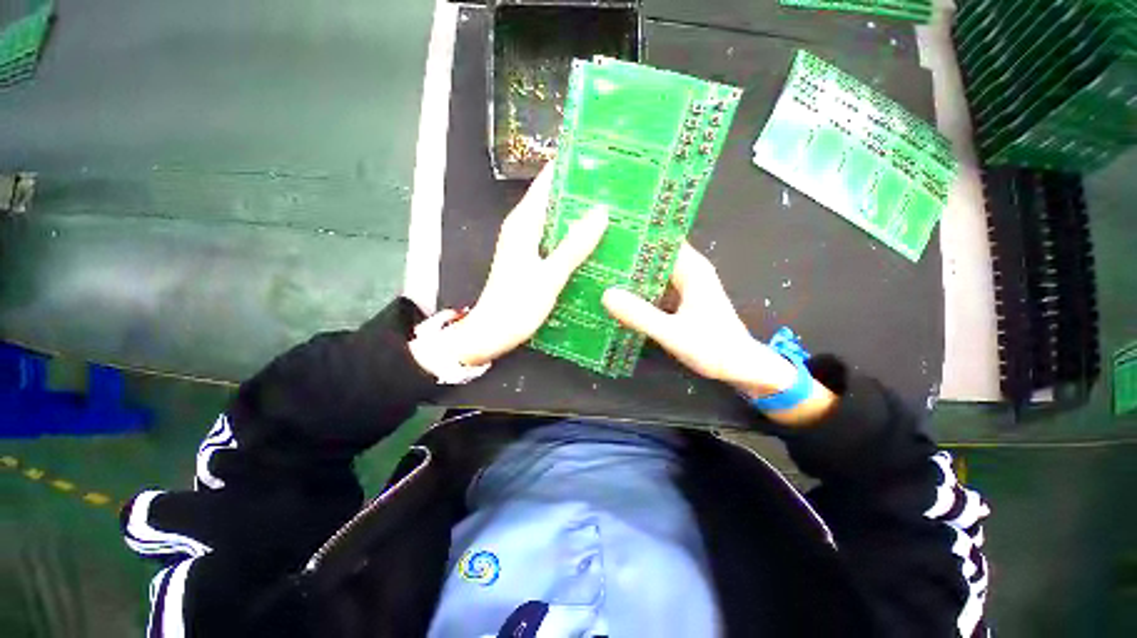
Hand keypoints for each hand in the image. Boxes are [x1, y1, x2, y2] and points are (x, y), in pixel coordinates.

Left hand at [410, 164, 608, 368]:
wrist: (491, 333)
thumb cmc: (516, 305)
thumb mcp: (549, 276)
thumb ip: (574, 246)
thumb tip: (601, 212)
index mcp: (523, 222)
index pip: (547, 181)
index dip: (571, 166)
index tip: (601, 157)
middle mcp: (523, 226)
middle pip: (554, 198)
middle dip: (582, 191)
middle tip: (616, 188)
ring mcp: (526, 243)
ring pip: (556, 219)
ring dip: (579, 214)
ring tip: (613, 210)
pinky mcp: (530, 258)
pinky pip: (555, 238)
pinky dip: (573, 235)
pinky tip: (594, 242)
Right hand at [602, 243, 797, 397]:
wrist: (740, 368)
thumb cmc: (713, 348)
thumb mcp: (672, 333)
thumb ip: (640, 315)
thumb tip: (606, 295)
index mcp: (692, 269)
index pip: (661, 239)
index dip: (635, 234)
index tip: (607, 232)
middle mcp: (688, 271)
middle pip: (653, 254)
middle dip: (627, 254)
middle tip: (595, 252)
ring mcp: (684, 285)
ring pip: (652, 271)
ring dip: (630, 272)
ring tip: (599, 269)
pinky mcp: (680, 299)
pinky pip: (654, 287)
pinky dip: (638, 288)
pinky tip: (617, 292)